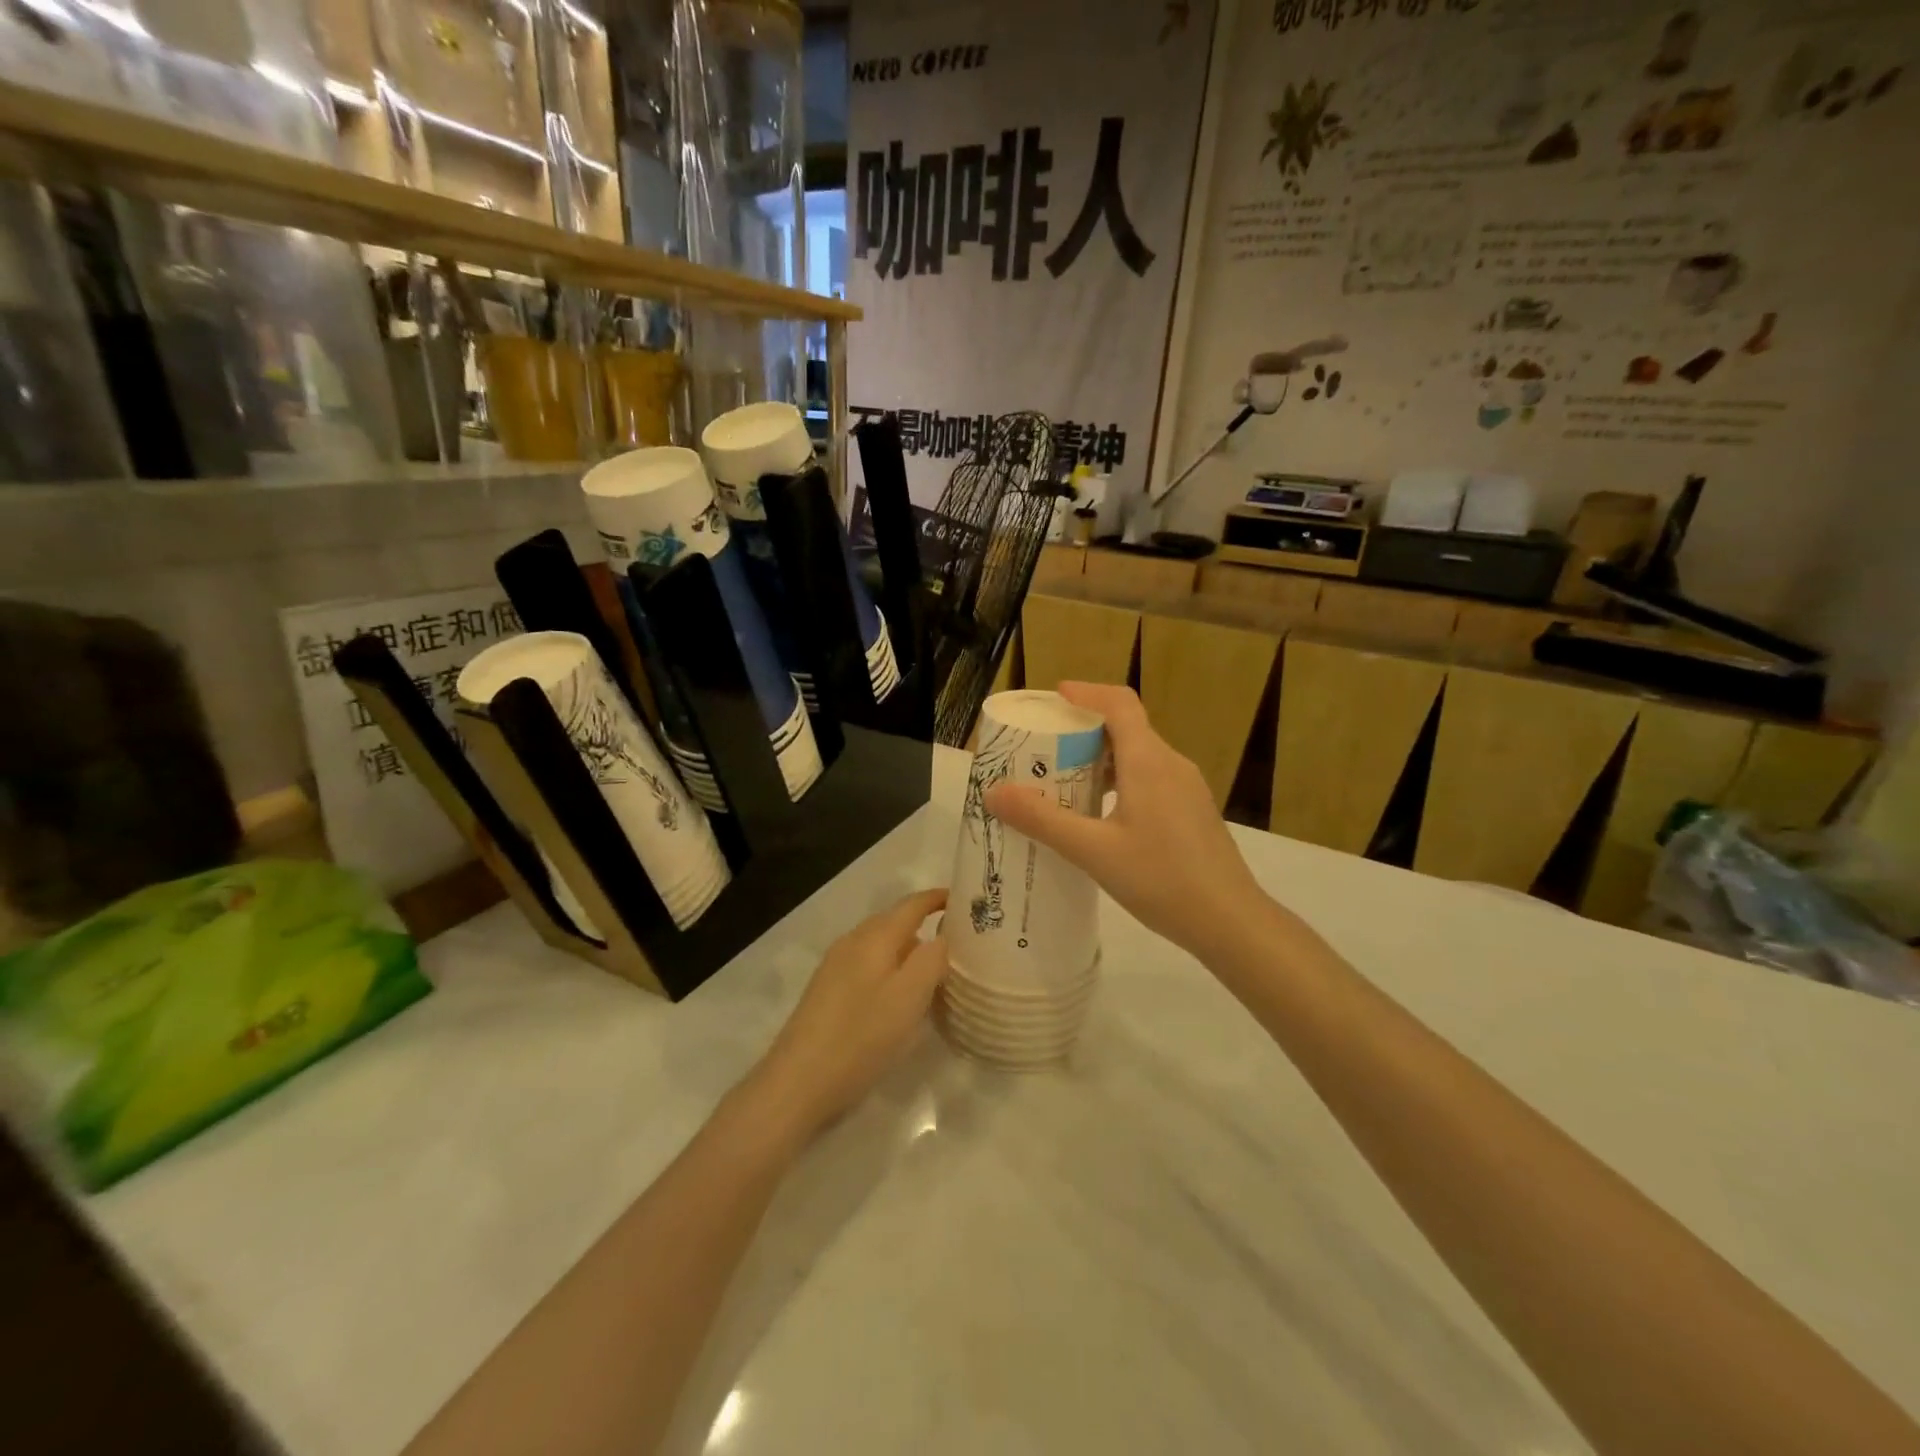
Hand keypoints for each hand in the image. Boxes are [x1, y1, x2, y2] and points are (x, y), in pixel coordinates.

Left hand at [751, 889, 948, 1141]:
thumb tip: (940, 938)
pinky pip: (867, 965)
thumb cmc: (861, 1036)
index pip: (911, 905)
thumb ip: (931, 960)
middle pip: (894, 922)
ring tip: (934, 971)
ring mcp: (835, 966)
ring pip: (880, 945)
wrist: (798, 1082)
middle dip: (924, 925)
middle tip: (957, 942)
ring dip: (907, 950)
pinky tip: (899, 997)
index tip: (965, 900)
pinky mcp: (827, 991)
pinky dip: (890, 969)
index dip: (937, 899)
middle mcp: (852, 942)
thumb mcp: (909, 998)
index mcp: (874, 937)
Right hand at [983, 683, 1262, 959]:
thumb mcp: (1093, 851)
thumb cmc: (1161, 879)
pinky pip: (1151, 779)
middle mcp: (1171, 764)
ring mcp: (1187, 788)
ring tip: (1065, 783)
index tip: (1054, 697)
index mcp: (1149, 761)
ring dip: (1102, 760)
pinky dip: (1120, 781)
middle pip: (1127, 728)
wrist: (1230, 921)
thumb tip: (994, 792)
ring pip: (1139, 756)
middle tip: (1045, 748)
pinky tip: (1101, 817)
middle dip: (1084, 730)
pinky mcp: (1193, 811)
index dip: (1086, 693)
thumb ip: (1042, 820)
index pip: (1119, 703)